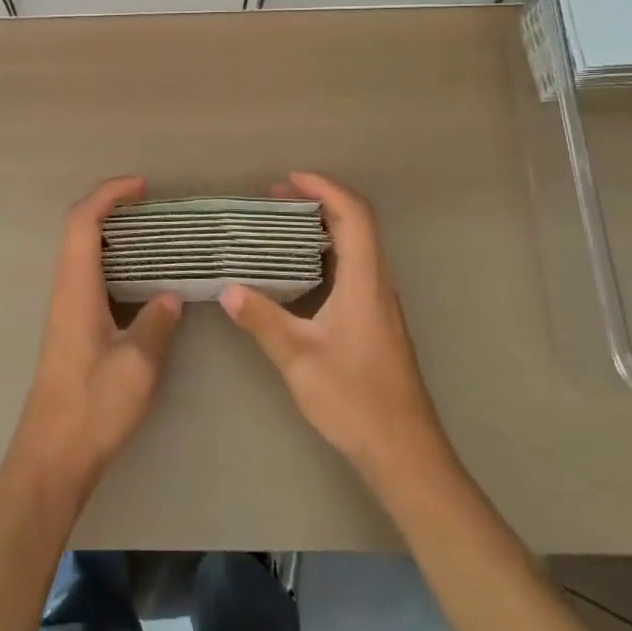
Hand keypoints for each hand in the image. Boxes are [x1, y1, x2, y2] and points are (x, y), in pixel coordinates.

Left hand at [10, 177, 184, 495]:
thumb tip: (169, 295)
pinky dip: (112, 262)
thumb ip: (156, 322)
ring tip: (154, 236)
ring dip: (112, 235)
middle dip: (112, 208)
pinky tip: (141, 281)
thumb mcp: (138, 364)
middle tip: (153, 208)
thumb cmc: (93, 407)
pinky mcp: (70, 329)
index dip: (109, 195)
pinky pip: (88, 277)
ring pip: (82, 254)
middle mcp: (65, 291)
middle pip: (79, 230)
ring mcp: (65, 310)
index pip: (83, 222)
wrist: (53, 455)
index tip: (142, 187)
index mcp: (76, 289)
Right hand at [221, 173, 450, 485]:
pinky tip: (296, 269)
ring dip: (322, 226)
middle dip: (317, 201)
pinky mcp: (375, 321)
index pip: (355, 216)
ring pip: (356, 246)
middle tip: (274, 197)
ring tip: (279, 225)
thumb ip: (263, 321)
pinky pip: (353, 268)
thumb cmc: (354, 400)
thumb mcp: (299, 359)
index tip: (288, 179)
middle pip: (357, 224)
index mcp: (365, 283)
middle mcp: (378, 285)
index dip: (325, 188)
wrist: (403, 451)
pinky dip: (325, 252)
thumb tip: (228, 289)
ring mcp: (379, 303)